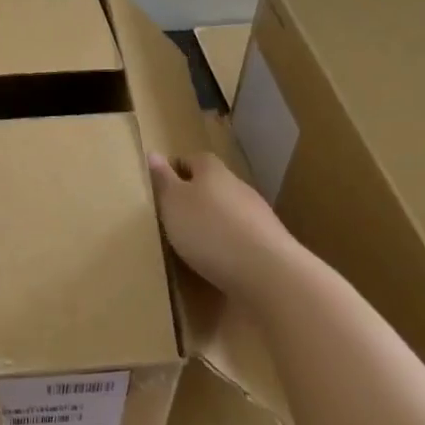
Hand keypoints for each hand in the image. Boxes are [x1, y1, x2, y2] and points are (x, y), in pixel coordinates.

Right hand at [147, 151, 302, 298]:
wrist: (267, 271)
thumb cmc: (208, 229)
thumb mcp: (173, 203)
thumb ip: (163, 180)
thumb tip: (153, 153)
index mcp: (213, 171)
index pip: (194, 159)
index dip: (177, 169)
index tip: (162, 184)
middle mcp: (238, 186)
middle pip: (214, 184)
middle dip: (196, 196)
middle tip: (174, 215)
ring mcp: (258, 215)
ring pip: (230, 211)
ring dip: (214, 222)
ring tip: (194, 242)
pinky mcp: (270, 243)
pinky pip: (242, 237)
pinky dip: (229, 244)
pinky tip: (218, 261)